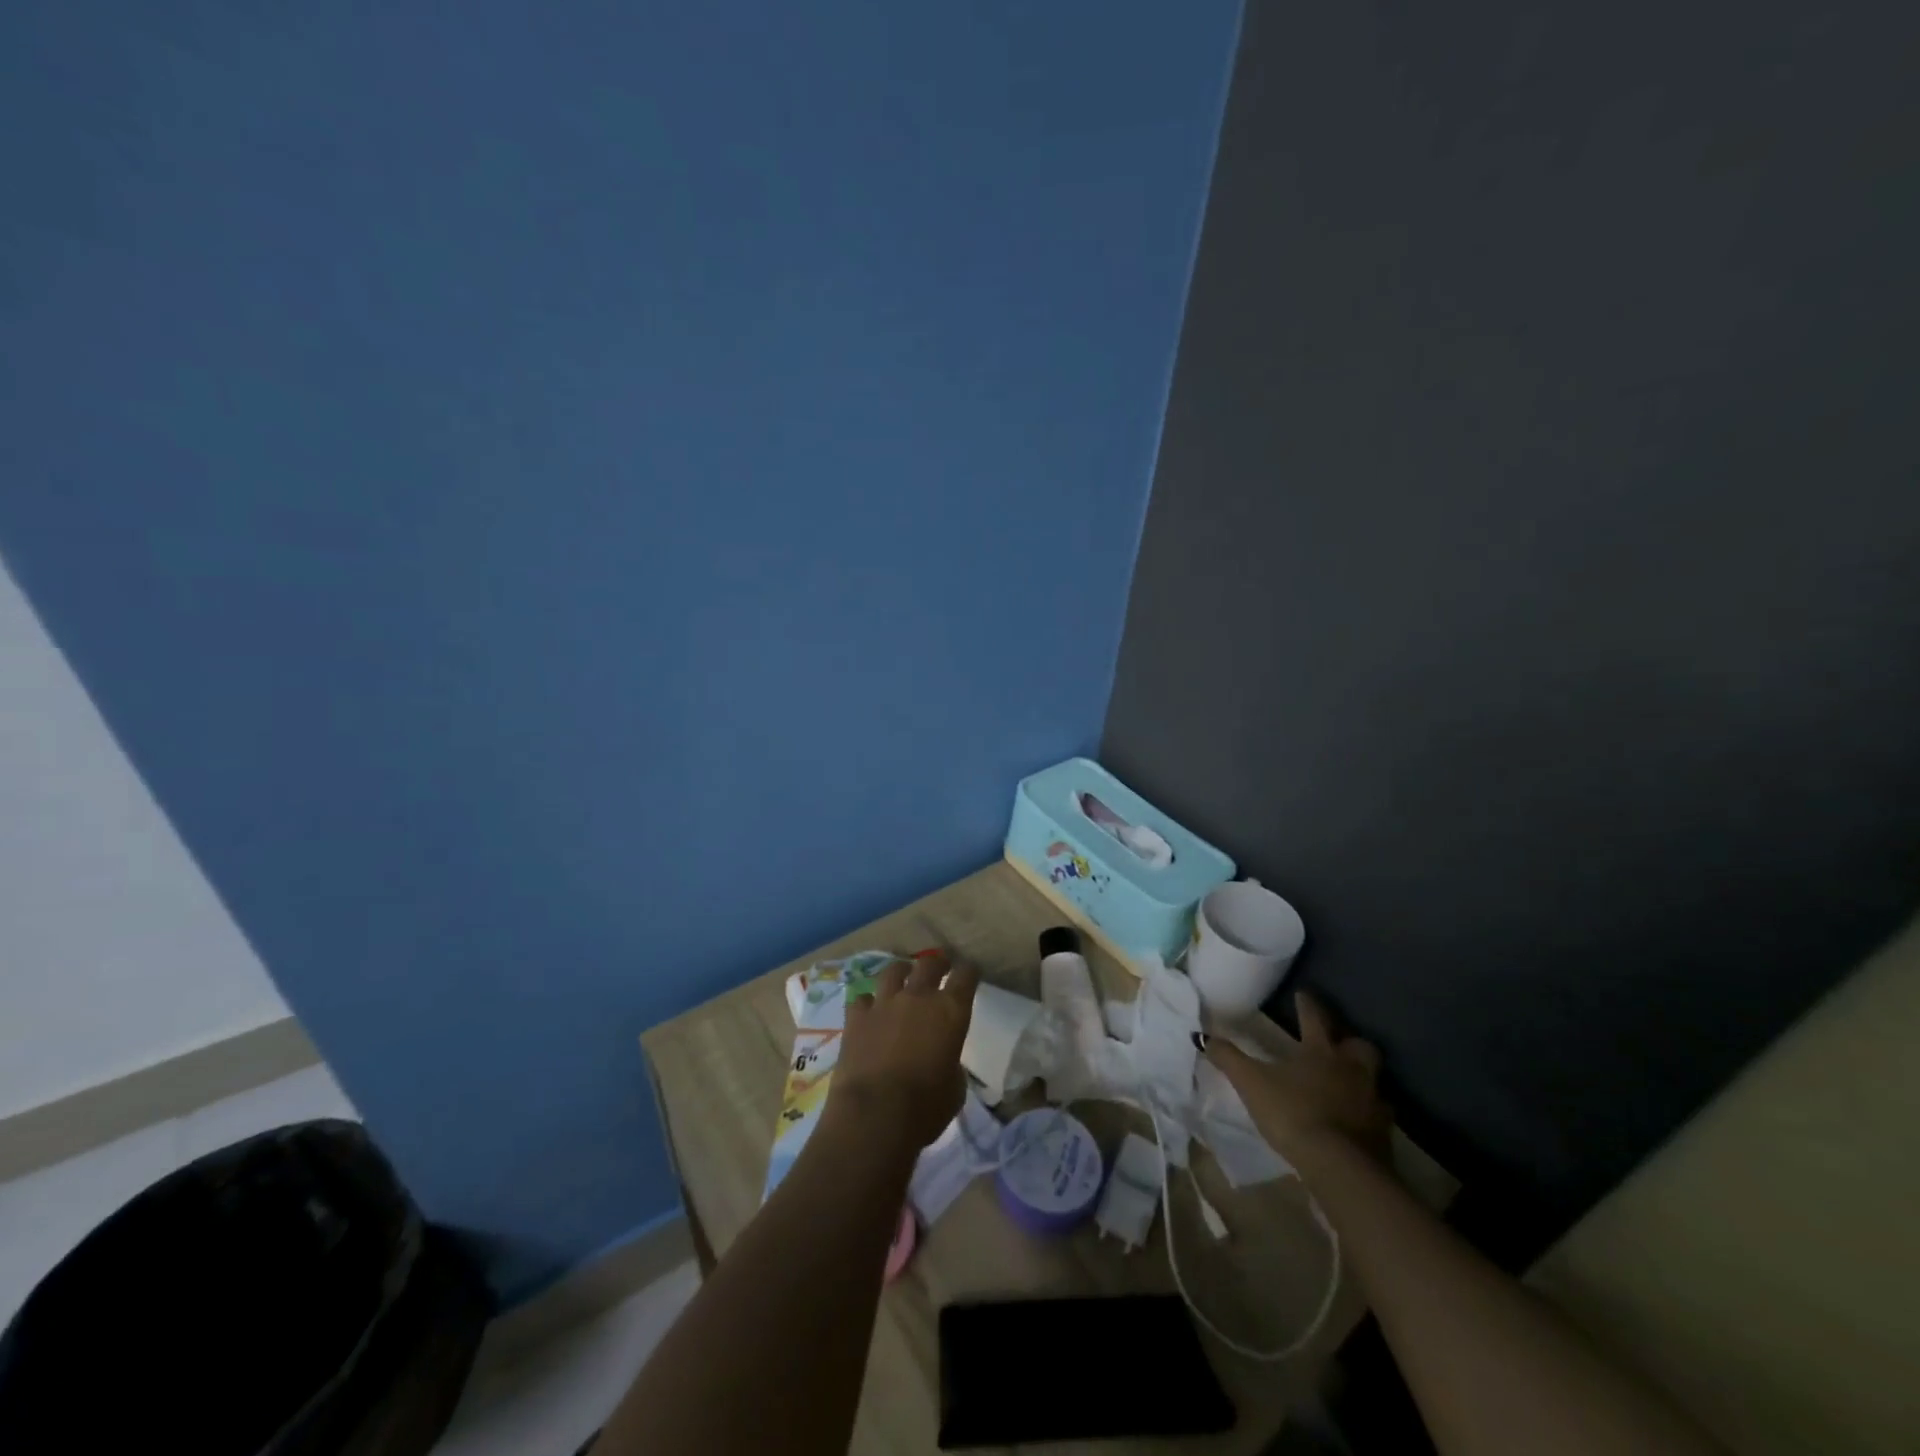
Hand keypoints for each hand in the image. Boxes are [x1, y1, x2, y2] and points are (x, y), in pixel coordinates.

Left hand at [828, 950, 979, 1153]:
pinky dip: (868, 1002)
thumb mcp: (955, 1088)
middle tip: (940, 966)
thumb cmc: (925, 1107)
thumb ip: (952, 1064)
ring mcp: (884, 1003)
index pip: (966, 976)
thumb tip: (943, 1060)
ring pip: (893, 971)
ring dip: (902, 972)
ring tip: (903, 977)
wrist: (874, 1115)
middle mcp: (918, 997)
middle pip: (929, 963)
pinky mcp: (856, 1017)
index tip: (970, 973)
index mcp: (950, 1011)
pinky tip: (869, 1010)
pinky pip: (862, 998)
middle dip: (938, 962)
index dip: (969, 971)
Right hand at [1207, 990, 1392, 1164]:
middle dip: (1349, 1041)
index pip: (1314, 1018)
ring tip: (1346, 1083)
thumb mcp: (1251, 1083)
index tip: (1303, 993)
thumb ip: (1228, 1058)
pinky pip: (1377, 1114)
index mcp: (1321, 1052)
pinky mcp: (1383, 1133)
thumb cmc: (1293, 1113)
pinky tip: (1355, 1120)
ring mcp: (1372, 1101)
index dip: (1307, 1004)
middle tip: (1337, 1044)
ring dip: (1361, 1077)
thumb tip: (1201, 1036)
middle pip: (1359, 1046)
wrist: (1341, 1166)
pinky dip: (1367, 1112)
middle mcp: (1352, 1069)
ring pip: (1373, 1079)